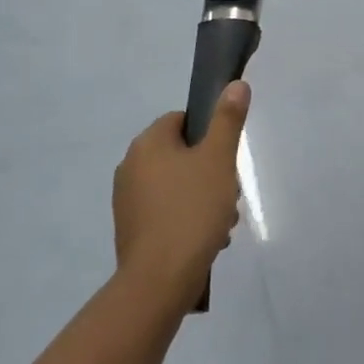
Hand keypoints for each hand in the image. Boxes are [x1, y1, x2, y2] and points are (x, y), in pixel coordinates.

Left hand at [113, 83, 250, 310]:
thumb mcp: (219, 159)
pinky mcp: (131, 229)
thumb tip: (235, 84)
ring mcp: (127, 200)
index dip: (209, 135)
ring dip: (204, 197)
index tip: (226, 158)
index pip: (182, 120)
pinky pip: (167, 211)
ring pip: (177, 185)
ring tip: (222, 222)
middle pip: (182, 155)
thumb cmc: (192, 211)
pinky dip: (187, 218)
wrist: (160, 279)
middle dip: (211, 172)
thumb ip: (228, 120)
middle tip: (230, 194)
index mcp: (148, 144)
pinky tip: (207, 238)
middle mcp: (130, 166)